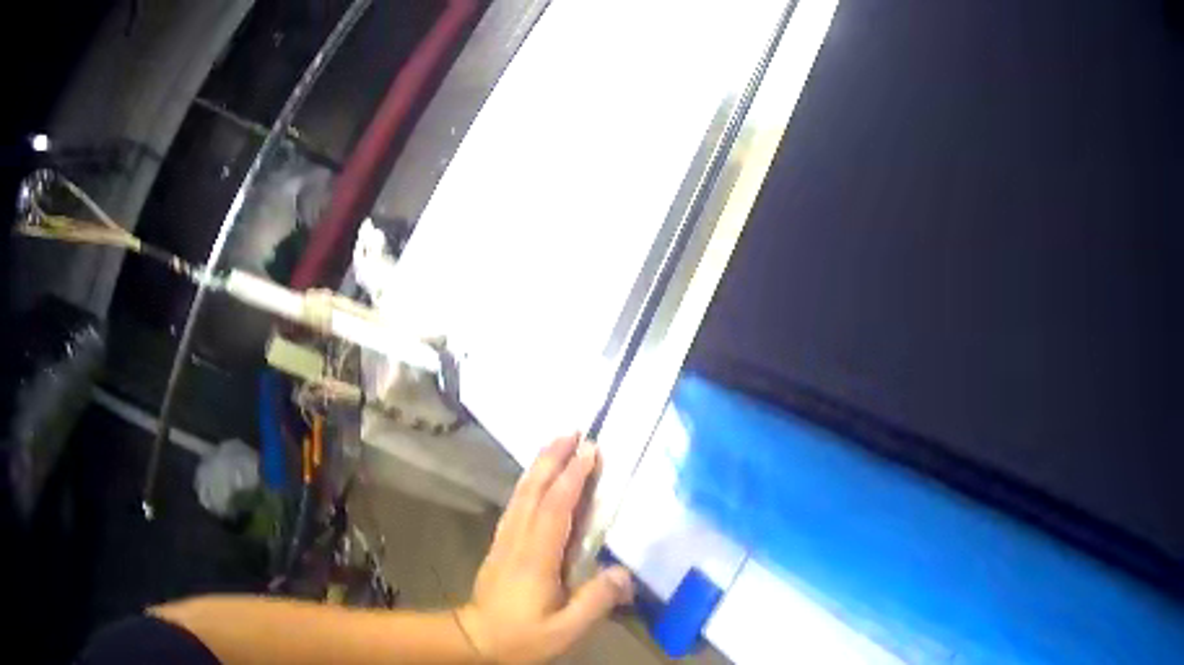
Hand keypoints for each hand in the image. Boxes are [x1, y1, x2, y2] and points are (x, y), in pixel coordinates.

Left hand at [458, 434, 633, 663]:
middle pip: (534, 491)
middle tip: (573, 432)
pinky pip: (516, 505)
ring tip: (557, 444)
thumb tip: (624, 572)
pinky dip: (528, 484)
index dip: (573, 478)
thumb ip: (595, 601)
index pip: (555, 508)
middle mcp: (518, 540)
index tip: (590, 451)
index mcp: (536, 558)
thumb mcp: (565, 629)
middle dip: (552, 458)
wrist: (476, 639)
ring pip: (522, 494)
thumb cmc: (522, 636)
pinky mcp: (501, 545)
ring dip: (539, 466)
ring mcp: (505, 540)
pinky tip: (536, 480)